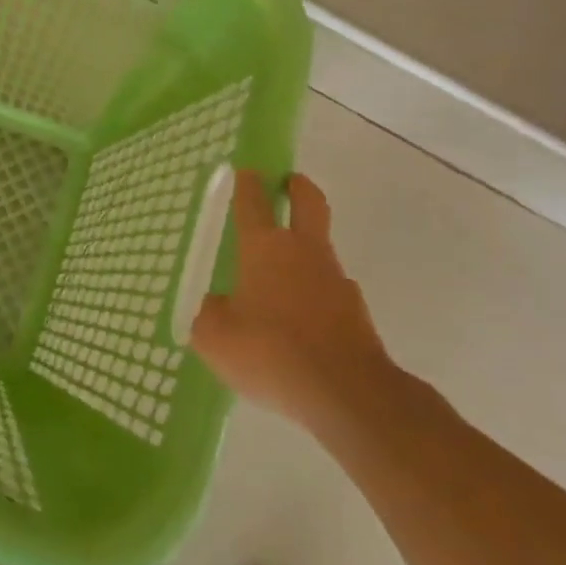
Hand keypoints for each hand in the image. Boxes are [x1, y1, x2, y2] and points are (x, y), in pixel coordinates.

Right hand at [190, 171, 395, 431]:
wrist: (349, 395)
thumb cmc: (271, 353)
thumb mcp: (216, 338)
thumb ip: (209, 315)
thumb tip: (217, 305)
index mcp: (264, 248)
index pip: (253, 202)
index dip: (247, 183)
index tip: (246, 169)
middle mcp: (303, 252)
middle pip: (308, 203)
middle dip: (298, 186)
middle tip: (288, 181)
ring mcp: (335, 280)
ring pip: (319, 249)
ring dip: (304, 248)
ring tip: (279, 277)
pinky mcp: (356, 312)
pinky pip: (328, 291)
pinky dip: (314, 294)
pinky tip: (299, 323)